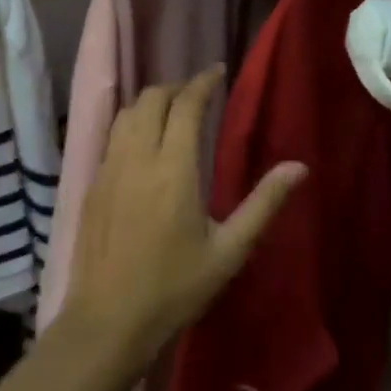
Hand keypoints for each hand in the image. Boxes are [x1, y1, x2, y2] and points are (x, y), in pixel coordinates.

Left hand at [63, 66, 306, 376]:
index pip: (185, 106)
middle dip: (176, 87)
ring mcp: (108, 168)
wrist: (108, 319)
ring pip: (126, 114)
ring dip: (150, 102)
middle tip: (198, 93)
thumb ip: (263, 204)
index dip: (202, 82)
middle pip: (151, 99)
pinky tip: (142, 141)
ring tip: (171, 110)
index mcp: (173, 169)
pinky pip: (111, 136)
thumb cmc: (175, 289)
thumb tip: (298, 166)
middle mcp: (136, 157)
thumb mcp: (229, 251)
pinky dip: (130, 123)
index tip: (217, 71)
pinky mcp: (92, 184)